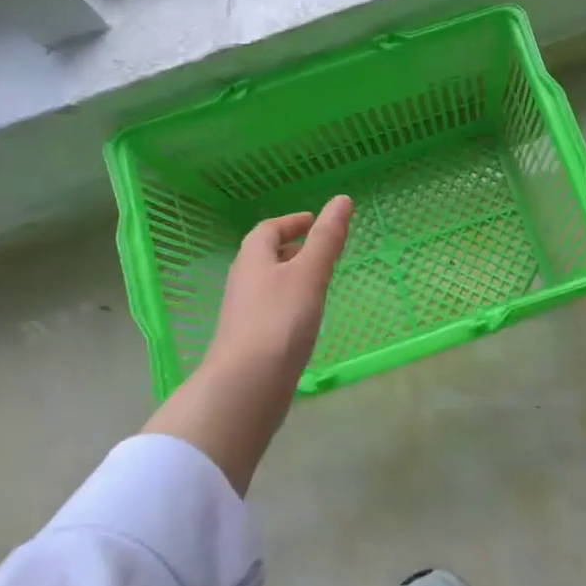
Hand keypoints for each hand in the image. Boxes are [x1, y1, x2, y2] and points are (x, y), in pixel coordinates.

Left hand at [144, 195, 351, 494]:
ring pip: (268, 284)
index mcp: (253, 259)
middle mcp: (243, 282)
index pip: (268, 230)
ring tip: (319, 281)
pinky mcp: (250, 341)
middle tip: (320, 249)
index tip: (313, 221)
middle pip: (264, 256)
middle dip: (291, 248)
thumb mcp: (309, 274)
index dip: (291, 222)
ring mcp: (244, 314)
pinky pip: (271, 310)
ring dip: (290, 276)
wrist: (246, 386)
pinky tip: (306, 318)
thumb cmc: (279, 321)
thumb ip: (327, 239)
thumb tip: (342, 199)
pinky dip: (290, 303)